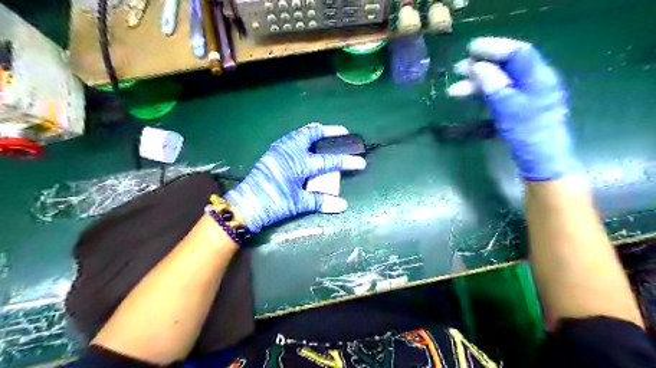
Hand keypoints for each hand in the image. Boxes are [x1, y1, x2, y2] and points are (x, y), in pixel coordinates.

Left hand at [226, 124, 366, 232]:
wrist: (246, 204)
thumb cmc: (274, 203)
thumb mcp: (298, 203)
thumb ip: (321, 201)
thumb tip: (343, 205)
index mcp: (299, 163)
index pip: (329, 161)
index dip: (346, 161)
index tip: (360, 162)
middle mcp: (290, 151)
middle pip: (313, 134)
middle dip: (330, 131)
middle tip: (343, 133)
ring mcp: (280, 149)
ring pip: (300, 133)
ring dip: (315, 132)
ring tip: (325, 133)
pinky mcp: (273, 152)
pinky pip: (292, 137)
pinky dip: (302, 136)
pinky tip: (305, 143)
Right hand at [446, 37, 577, 180]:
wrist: (539, 161)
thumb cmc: (528, 135)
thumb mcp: (510, 109)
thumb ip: (495, 86)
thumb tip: (478, 67)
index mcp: (538, 78)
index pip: (517, 53)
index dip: (495, 48)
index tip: (471, 48)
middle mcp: (532, 83)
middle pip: (505, 67)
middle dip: (480, 66)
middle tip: (457, 69)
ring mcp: (524, 96)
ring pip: (498, 82)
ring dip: (476, 83)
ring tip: (454, 90)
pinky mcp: (515, 108)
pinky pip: (497, 95)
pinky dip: (481, 95)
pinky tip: (467, 97)